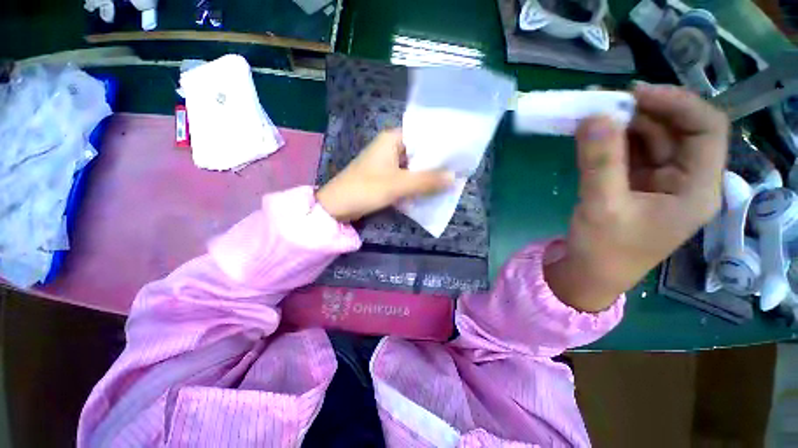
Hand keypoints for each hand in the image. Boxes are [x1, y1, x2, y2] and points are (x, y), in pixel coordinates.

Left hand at [316, 129, 453, 221]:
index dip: (440, 144)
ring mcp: (387, 164)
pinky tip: (429, 190)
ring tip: (449, 180)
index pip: (422, 135)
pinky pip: (406, 178)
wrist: (336, 207)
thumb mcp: (398, 185)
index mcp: (392, 139)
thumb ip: (426, 181)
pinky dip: (416, 183)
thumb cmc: (365, 189)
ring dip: (426, 175)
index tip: (458, 153)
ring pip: (413, 166)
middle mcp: (390, 148)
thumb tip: (454, 178)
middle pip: (419, 152)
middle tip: (457, 169)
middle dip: (436, 163)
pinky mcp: (385, 178)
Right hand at [545, 83, 728, 311]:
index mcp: (696, 189)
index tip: (634, 93)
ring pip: (651, 140)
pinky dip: (612, 141)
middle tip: (604, 102)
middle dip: (643, 112)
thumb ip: (600, 162)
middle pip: (676, 131)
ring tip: (593, 115)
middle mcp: (685, 180)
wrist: (590, 274)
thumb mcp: (602, 207)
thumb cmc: (604, 250)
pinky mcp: (635, 185)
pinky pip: (630, 154)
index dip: (676, 103)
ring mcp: (659, 182)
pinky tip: (593, 136)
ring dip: (623, 125)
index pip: (706, 129)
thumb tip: (594, 117)